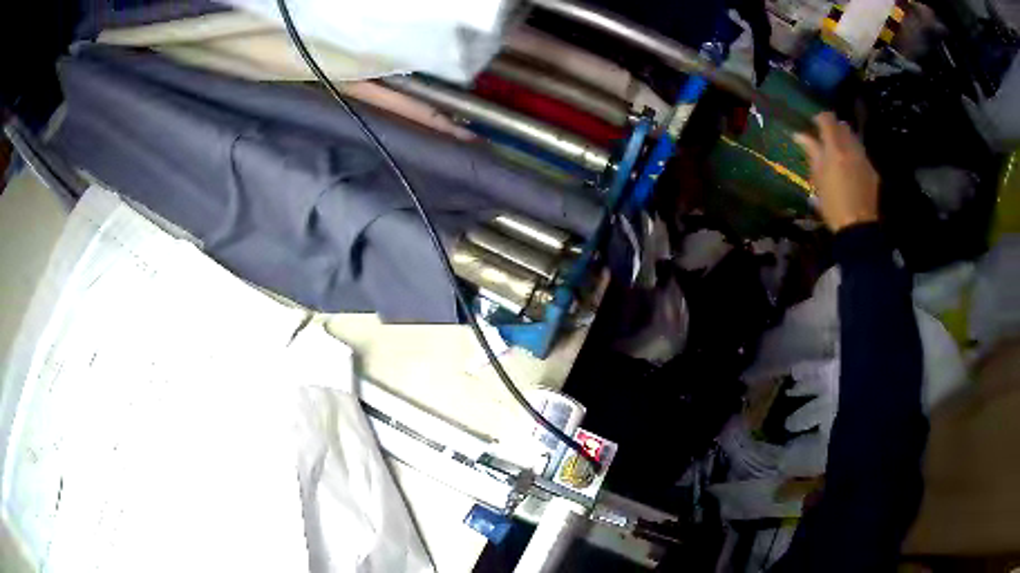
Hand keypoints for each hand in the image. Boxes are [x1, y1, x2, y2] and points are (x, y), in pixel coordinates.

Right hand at [794, 113, 878, 232]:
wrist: (858, 228)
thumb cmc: (832, 205)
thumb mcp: (817, 179)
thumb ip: (811, 152)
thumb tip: (800, 134)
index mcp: (836, 149)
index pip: (827, 119)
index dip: (819, 118)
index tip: (812, 125)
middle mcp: (852, 149)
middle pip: (843, 126)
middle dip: (833, 128)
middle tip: (825, 139)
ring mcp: (864, 159)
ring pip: (854, 139)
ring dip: (845, 140)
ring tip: (837, 153)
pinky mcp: (872, 171)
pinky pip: (861, 154)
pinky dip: (854, 154)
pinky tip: (849, 169)